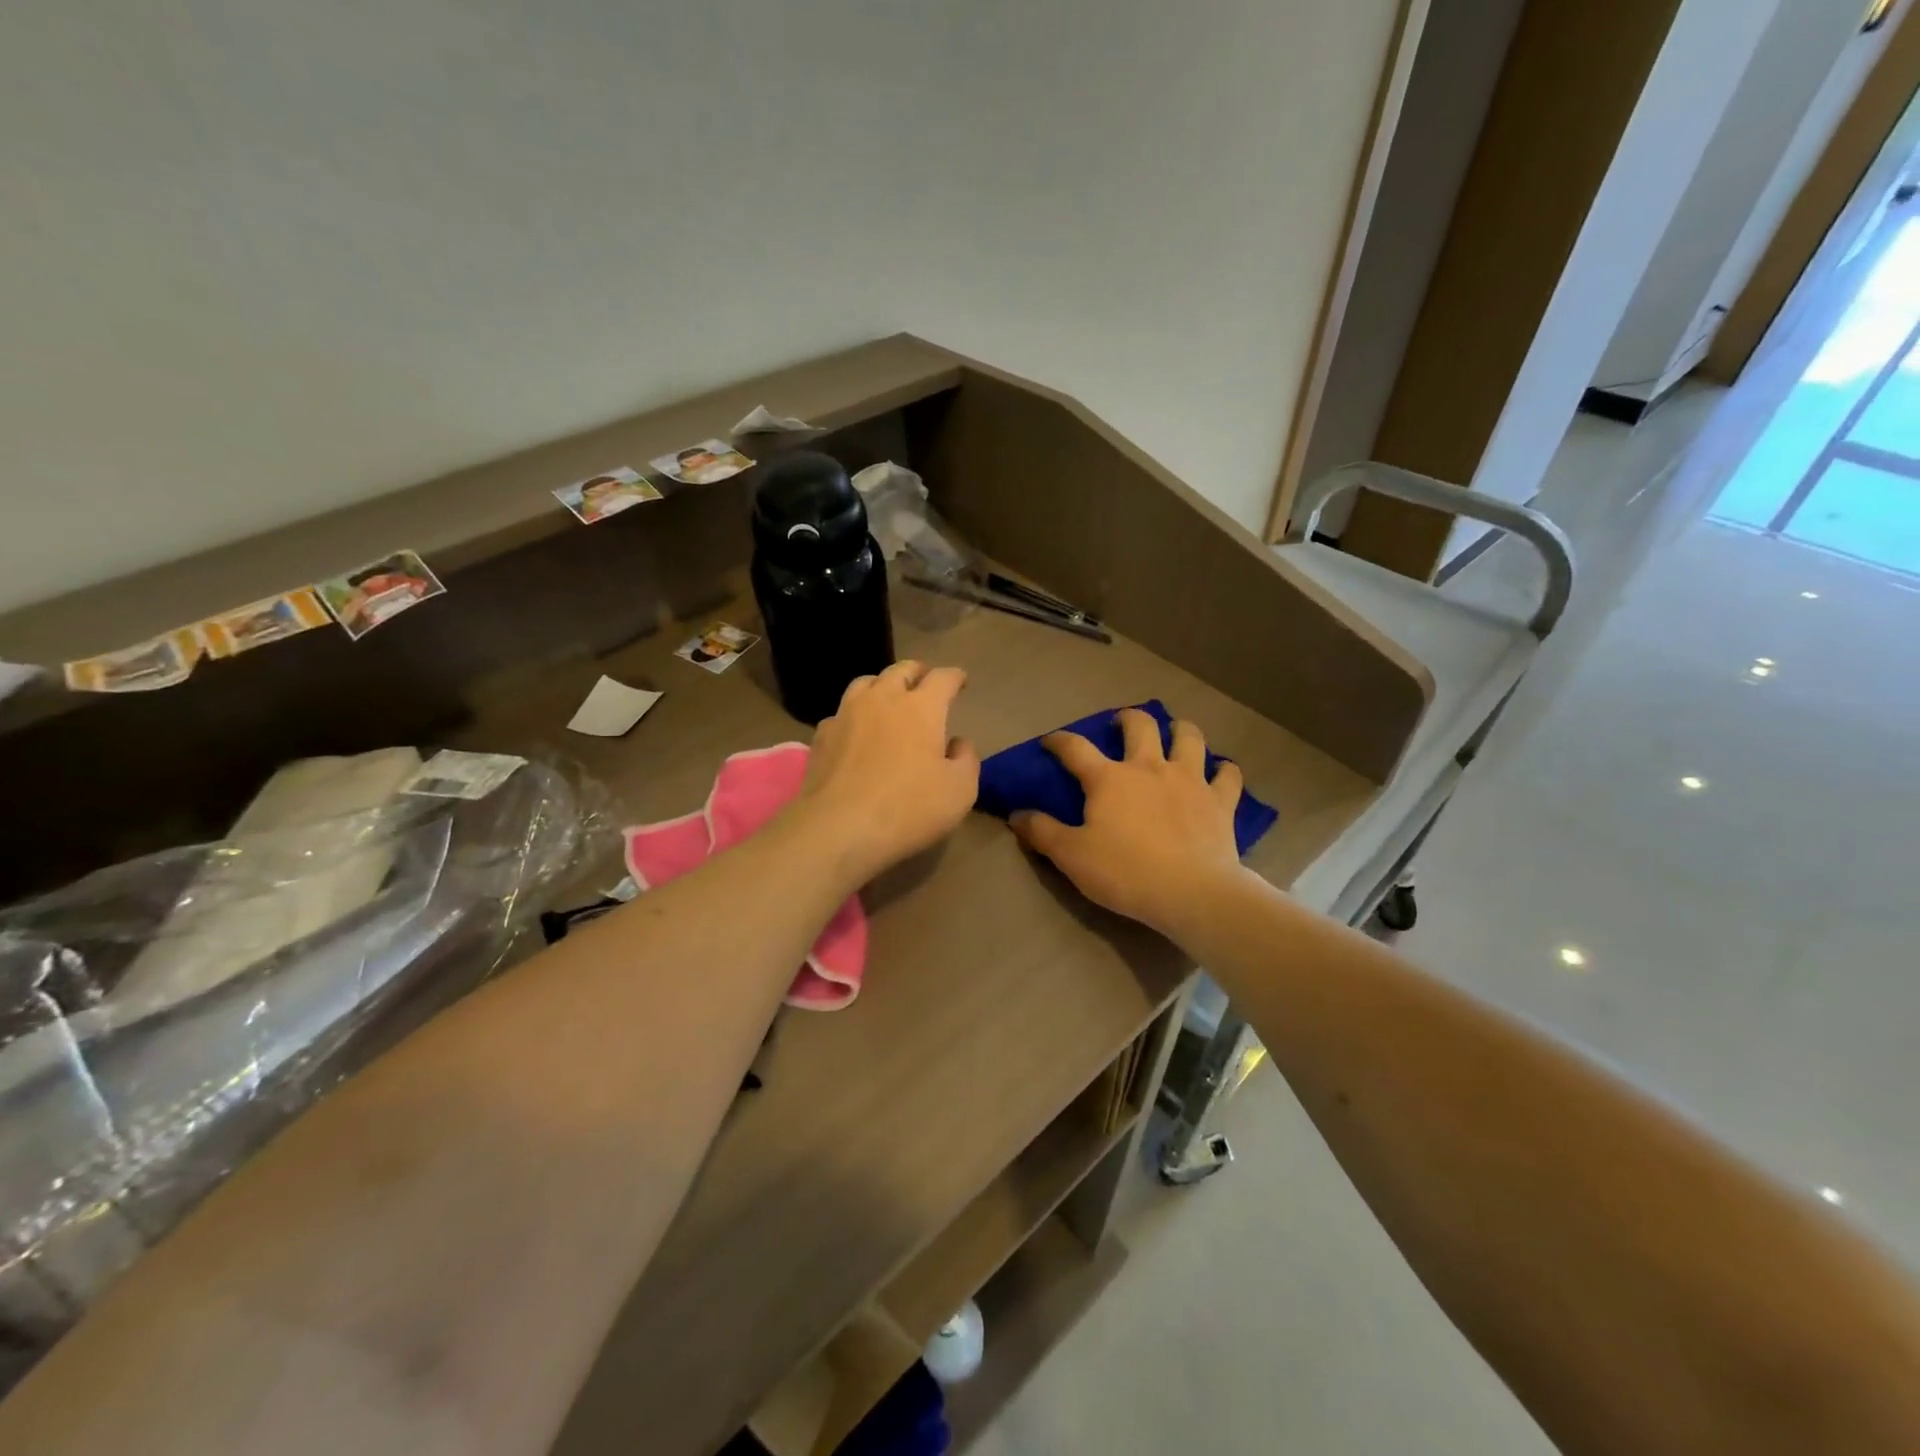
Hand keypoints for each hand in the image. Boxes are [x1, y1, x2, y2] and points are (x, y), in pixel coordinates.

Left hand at [793, 661, 979, 883]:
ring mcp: (846, 714)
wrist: (839, 828)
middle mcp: (882, 699)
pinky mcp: (821, 736)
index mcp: (921, 707)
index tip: (961, 681)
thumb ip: (966, 759)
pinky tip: (856, 730)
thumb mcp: (960, 791)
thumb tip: (958, 743)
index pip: (942, 678)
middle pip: (901, 670)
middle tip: (926, 680)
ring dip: (882, 685)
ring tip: (888, 697)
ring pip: (865, 683)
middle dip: (918, 672)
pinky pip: (841, 713)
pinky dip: (854, 715)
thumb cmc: (908, 808)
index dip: (955, 676)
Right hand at [1012, 708, 1246, 938]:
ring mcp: (1190, 780)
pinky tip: (1220, 772)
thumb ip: (1042, 832)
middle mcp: (1150, 767)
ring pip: (1189, 738)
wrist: (1192, 893)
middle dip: (1127, 718)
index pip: (1075, 748)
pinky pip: (1228, 775)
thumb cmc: (1126, 873)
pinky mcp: (1220, 801)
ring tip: (1175, 733)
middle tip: (1120, 724)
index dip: (1059, 740)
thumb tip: (1016, 814)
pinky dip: (1224, 770)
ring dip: (1181, 730)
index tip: (1050, 741)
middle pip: (1140, 725)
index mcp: (1109, 778)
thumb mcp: (1071, 856)